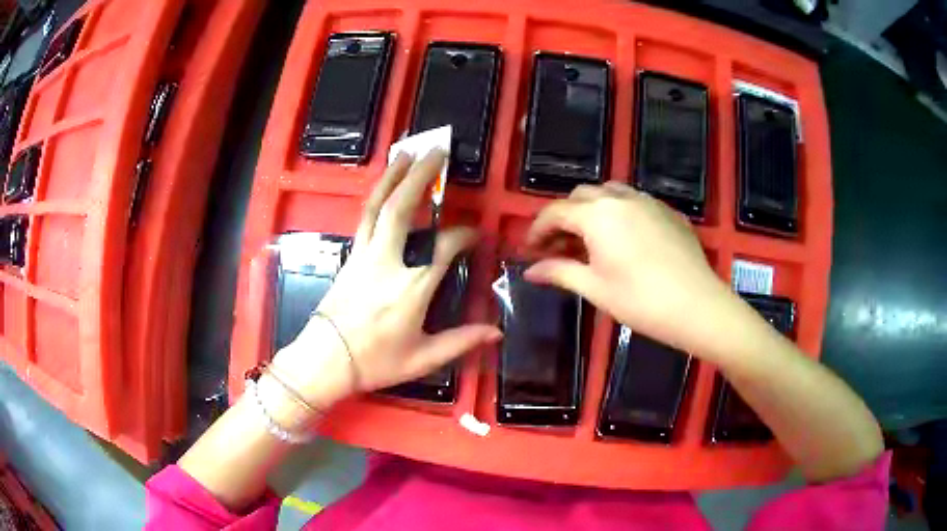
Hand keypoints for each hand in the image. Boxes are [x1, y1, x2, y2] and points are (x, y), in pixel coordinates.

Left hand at [273, 150, 501, 407]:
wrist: (325, 361)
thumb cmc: (375, 362)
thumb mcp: (422, 358)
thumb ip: (461, 341)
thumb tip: (496, 332)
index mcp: (412, 287)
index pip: (444, 247)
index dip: (463, 236)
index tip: (475, 235)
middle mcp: (387, 262)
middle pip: (402, 208)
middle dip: (421, 176)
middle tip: (436, 150)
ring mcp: (364, 255)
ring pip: (378, 206)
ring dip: (393, 176)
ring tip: (407, 152)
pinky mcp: (349, 256)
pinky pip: (365, 218)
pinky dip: (376, 196)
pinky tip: (384, 185)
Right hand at [524, 183, 731, 352]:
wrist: (697, 306)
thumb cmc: (640, 301)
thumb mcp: (594, 288)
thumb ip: (559, 272)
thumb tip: (529, 271)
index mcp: (597, 215)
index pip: (555, 212)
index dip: (536, 230)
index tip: (528, 251)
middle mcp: (620, 197)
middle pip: (580, 196)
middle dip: (564, 217)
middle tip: (558, 247)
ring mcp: (648, 201)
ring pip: (609, 193)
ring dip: (591, 210)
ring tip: (589, 240)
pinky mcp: (668, 211)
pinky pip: (634, 201)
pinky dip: (618, 213)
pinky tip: (624, 239)